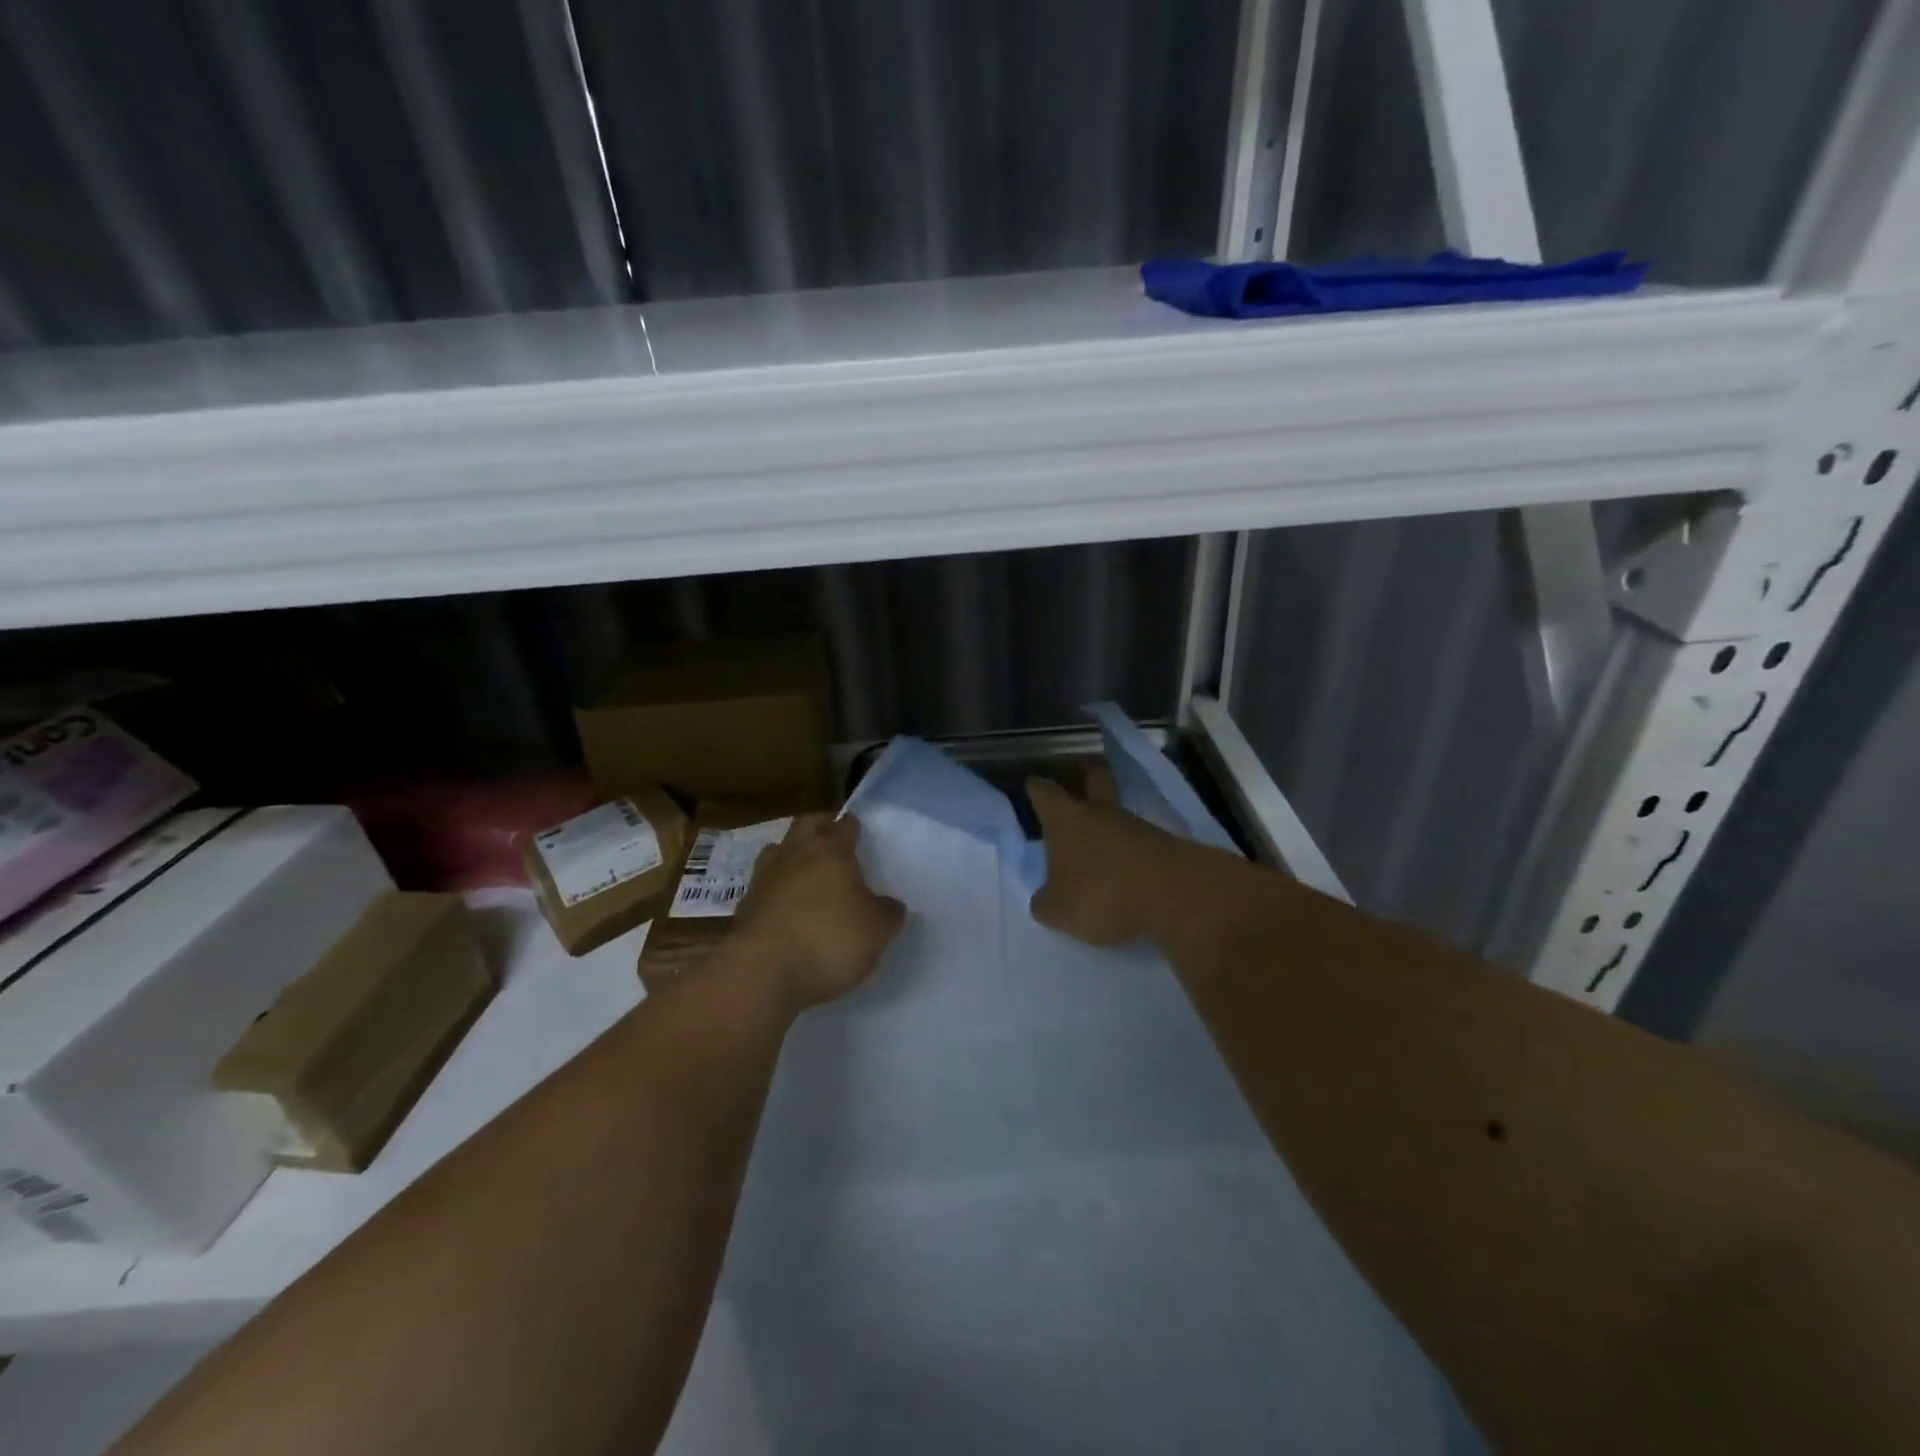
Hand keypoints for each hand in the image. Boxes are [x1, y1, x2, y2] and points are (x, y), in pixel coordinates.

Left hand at [731, 813, 905, 1011]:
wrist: (762, 972)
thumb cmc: (829, 939)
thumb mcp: (877, 930)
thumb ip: (888, 913)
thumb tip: (890, 905)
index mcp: (831, 850)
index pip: (844, 825)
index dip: (853, 827)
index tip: (859, 831)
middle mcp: (795, 854)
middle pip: (806, 825)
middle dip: (819, 827)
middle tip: (832, 840)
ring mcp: (765, 878)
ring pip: (778, 851)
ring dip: (791, 855)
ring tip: (807, 872)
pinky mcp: (745, 907)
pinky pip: (764, 887)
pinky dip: (776, 891)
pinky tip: (786, 908)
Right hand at [1027, 772, 1180, 947]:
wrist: (1176, 894)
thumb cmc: (1103, 894)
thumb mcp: (1059, 911)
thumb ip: (1045, 902)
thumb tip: (1045, 898)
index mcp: (1066, 820)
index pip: (1044, 791)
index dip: (1036, 788)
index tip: (1032, 786)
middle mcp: (1100, 812)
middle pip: (1094, 778)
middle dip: (1086, 774)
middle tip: (1079, 777)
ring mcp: (1137, 825)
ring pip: (1118, 812)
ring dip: (1108, 820)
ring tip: (1098, 842)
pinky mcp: (1164, 844)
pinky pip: (1139, 839)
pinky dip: (1129, 848)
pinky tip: (1124, 867)